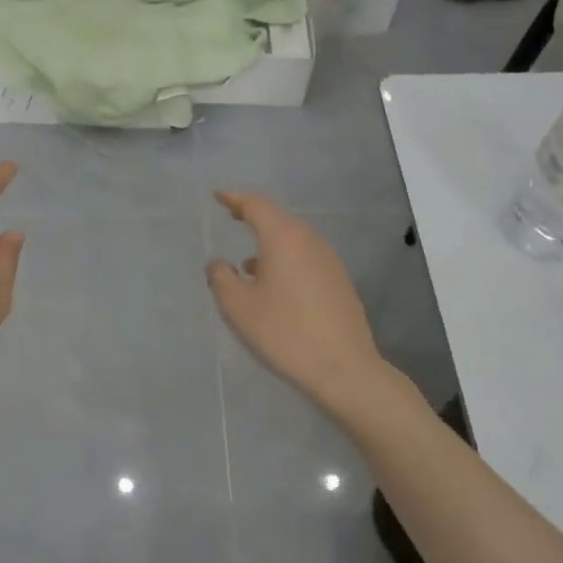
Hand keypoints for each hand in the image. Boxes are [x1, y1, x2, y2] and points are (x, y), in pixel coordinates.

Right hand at [206, 191, 386, 410]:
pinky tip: (275, 284)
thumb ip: (222, 278)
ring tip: (248, 260)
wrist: (343, 367)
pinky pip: (306, 257)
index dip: (235, 199)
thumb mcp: (240, 307)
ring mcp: (329, 260)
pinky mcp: (339, 281)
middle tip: (233, 216)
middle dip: (254, 216)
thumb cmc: (284, 332)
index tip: (219, 196)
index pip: (256, 206)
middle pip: (278, 219)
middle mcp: (309, 241)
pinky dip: (286, 259)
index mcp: (283, 238)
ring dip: (270, 242)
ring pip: (294, 239)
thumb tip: (218, 263)